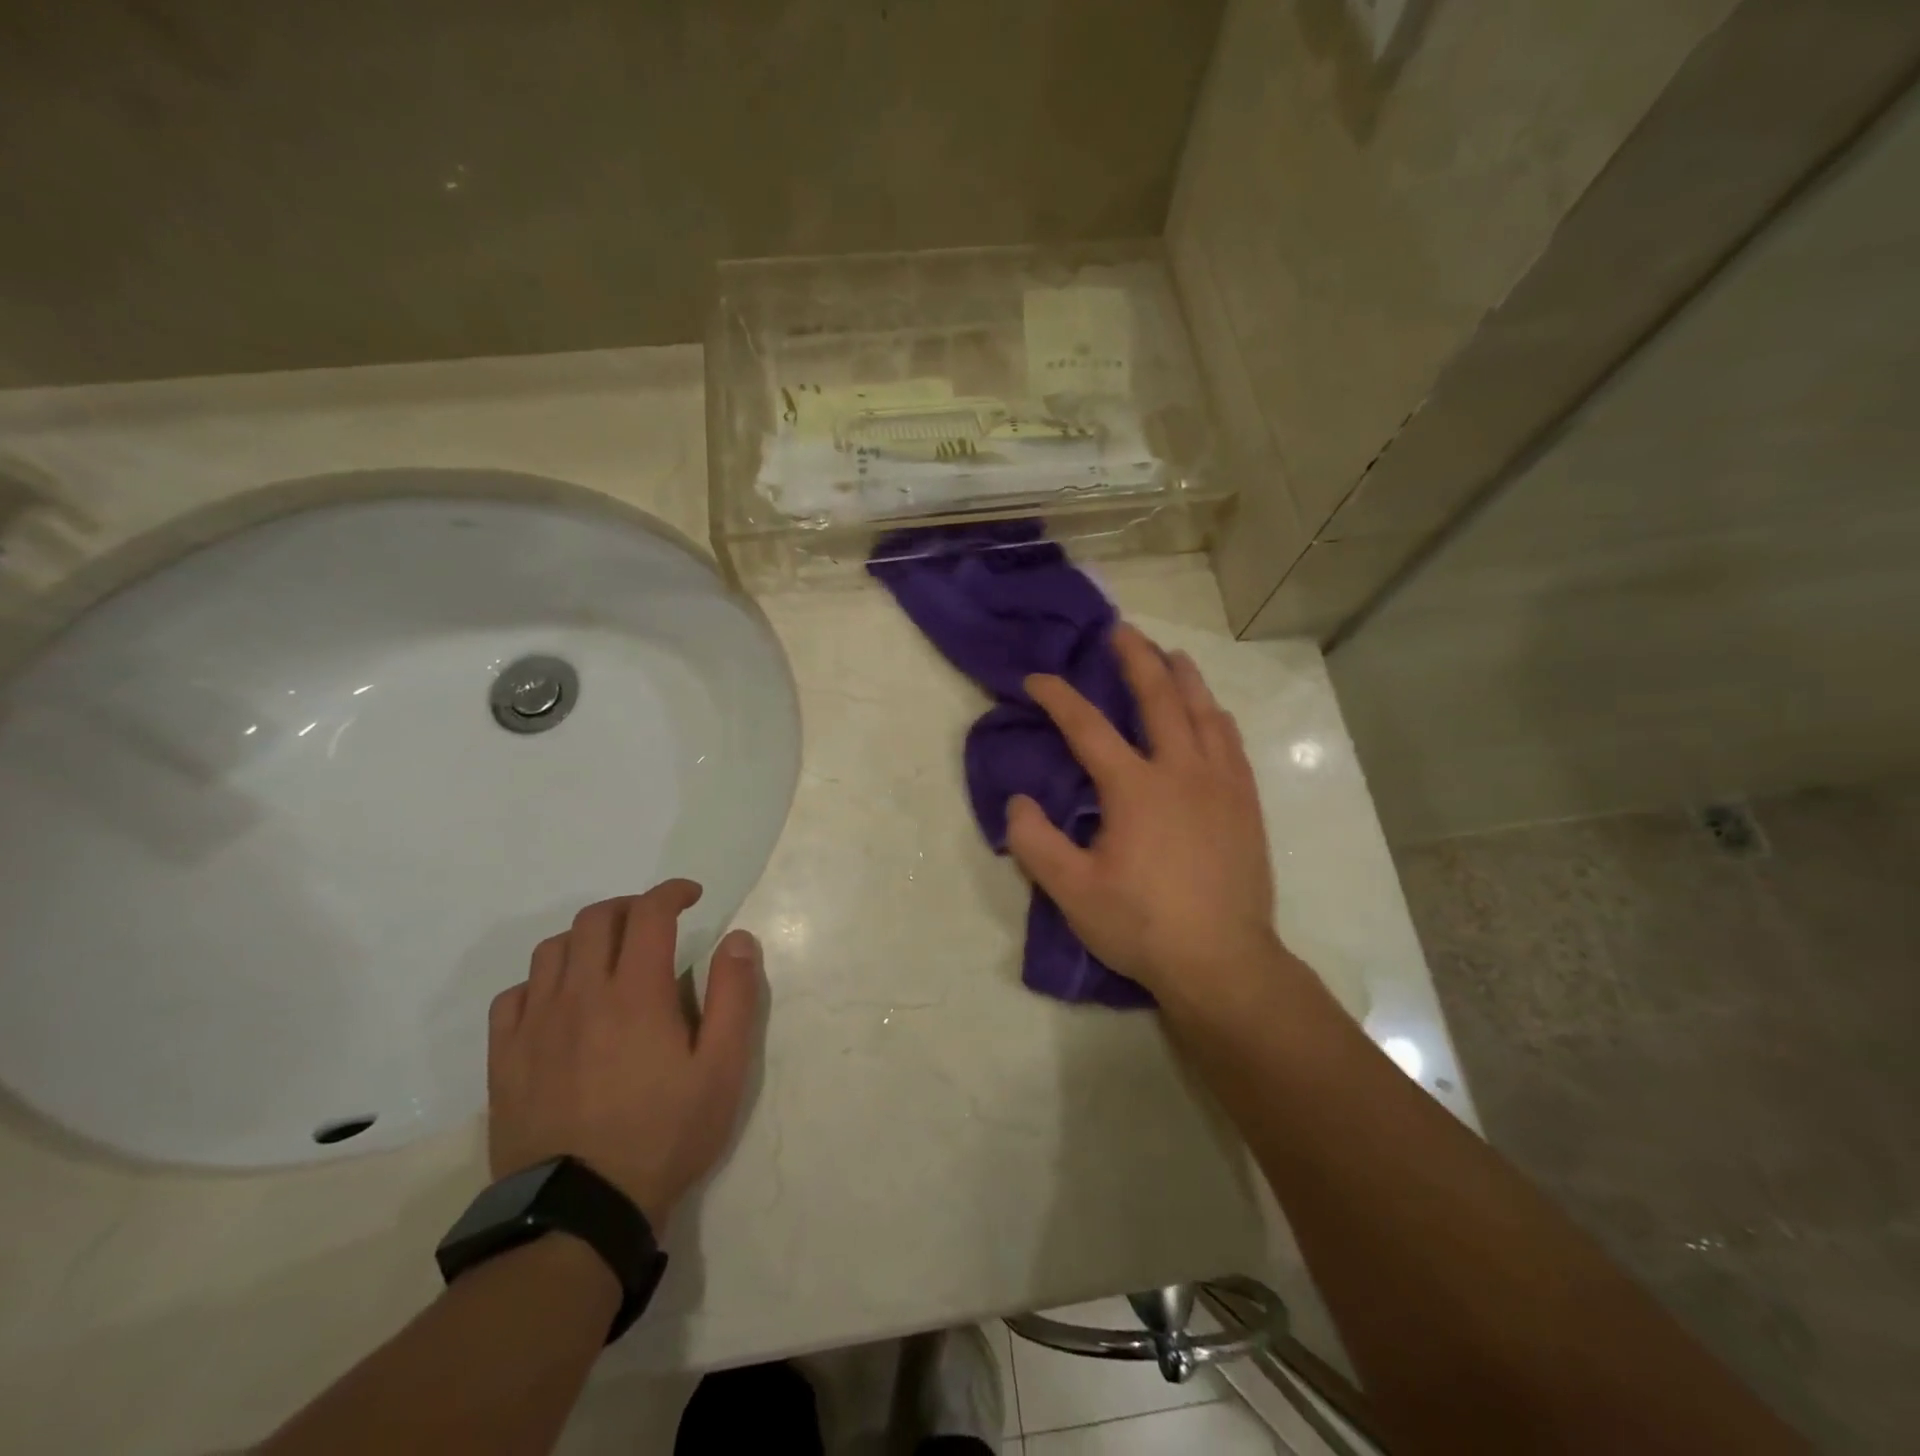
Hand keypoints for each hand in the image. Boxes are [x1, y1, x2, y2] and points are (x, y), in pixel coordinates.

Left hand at [486, 880, 761, 1229]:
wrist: (578, 1213)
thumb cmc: (664, 1136)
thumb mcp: (722, 1070)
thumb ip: (734, 997)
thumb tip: (738, 939)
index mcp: (637, 992)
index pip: (650, 913)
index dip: (672, 892)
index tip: (691, 896)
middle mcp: (581, 994)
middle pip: (597, 919)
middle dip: (631, 906)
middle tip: (655, 923)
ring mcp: (536, 1025)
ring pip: (552, 949)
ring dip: (586, 938)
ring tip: (609, 957)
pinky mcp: (506, 1058)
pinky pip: (514, 994)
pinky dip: (541, 981)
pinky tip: (560, 1000)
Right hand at [1006, 624, 1280, 1006]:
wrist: (1223, 962)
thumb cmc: (1142, 924)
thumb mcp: (1071, 891)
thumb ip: (1035, 842)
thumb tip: (1017, 801)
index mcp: (1134, 787)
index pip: (1087, 726)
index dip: (1058, 696)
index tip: (1036, 678)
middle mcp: (1180, 770)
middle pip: (1158, 697)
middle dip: (1135, 659)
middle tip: (1120, 630)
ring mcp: (1220, 784)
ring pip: (1203, 711)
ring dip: (1183, 677)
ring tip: (1170, 654)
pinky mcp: (1245, 803)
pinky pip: (1231, 741)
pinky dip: (1215, 715)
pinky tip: (1212, 711)